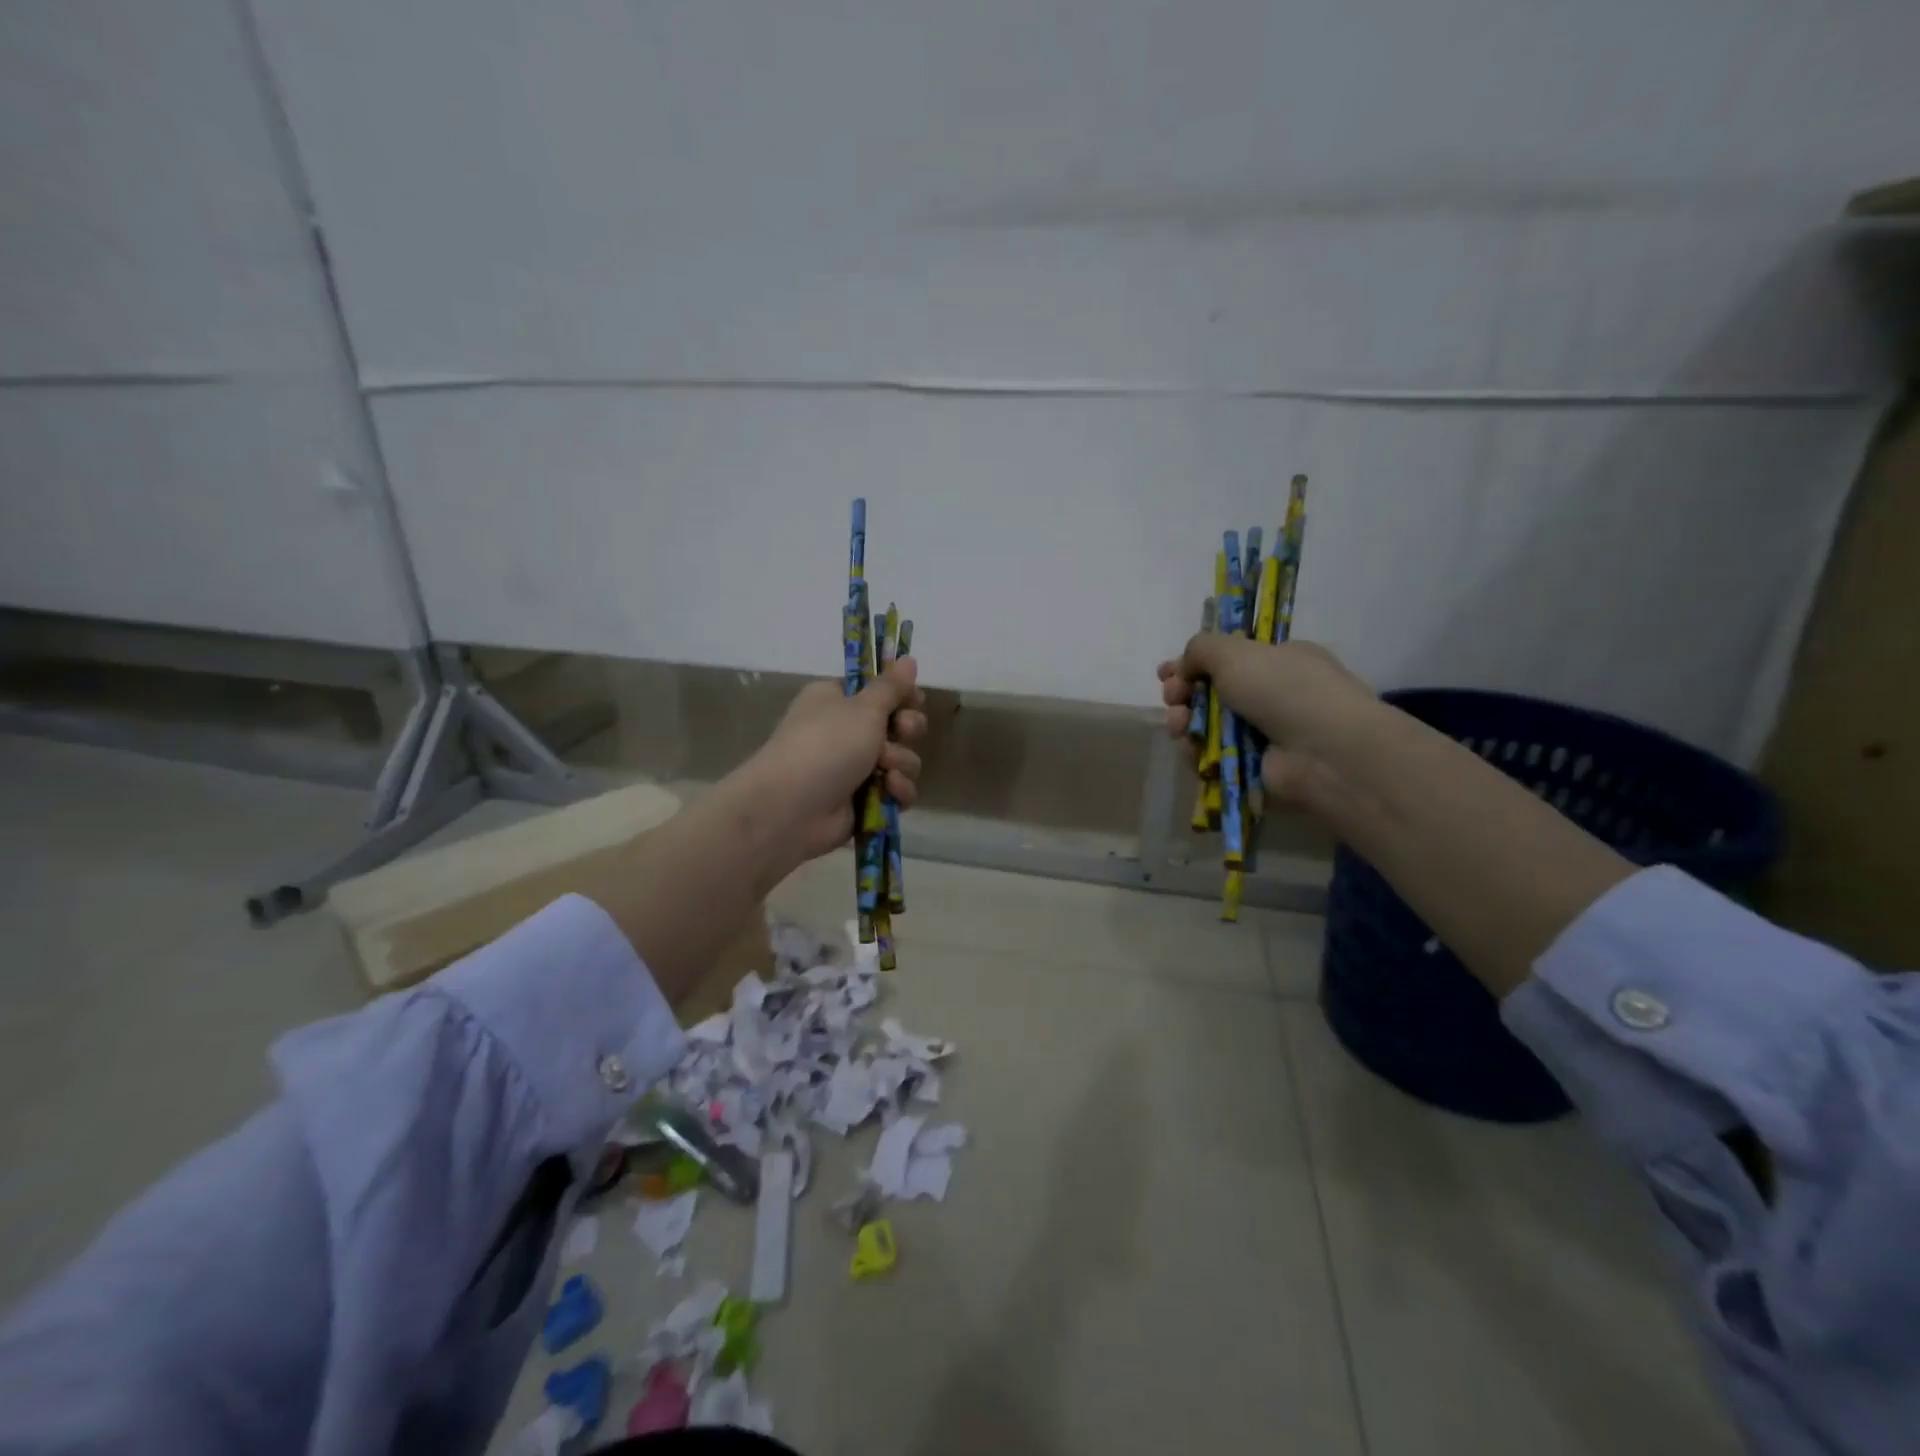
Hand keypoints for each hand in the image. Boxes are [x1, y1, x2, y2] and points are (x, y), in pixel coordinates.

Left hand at [741, 659, 927, 868]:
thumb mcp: (863, 707)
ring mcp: (854, 768)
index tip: (913, 699)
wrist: (793, 806)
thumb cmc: (827, 743)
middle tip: (903, 731)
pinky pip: (896, 790)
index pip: (878, 691)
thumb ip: (891, 686)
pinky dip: (897, 791)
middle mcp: (845, 731)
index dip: (901, 695)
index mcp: (837, 700)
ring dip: (901, 762)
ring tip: (884, 768)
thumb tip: (909, 658)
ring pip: (901, 759)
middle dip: (907, 729)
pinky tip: (888, 791)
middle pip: (896, 725)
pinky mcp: (864, 801)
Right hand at [1156, 635, 1373, 806]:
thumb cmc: (1284, 689)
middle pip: (1211, 694)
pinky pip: (1211, 758)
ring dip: (1184, 722)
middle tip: (1172, 696)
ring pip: (1206, 727)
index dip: (1193, 665)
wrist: (1323, 752)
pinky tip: (1191, 747)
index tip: (1167, 672)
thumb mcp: (1235, 652)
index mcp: (1278, 661)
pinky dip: (1196, 752)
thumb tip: (1184, 668)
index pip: (1227, 660)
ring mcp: (1262, 736)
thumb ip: (1201, 648)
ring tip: (1179, 724)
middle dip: (1183, 693)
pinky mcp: (1250, 770)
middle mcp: (1271, 697)